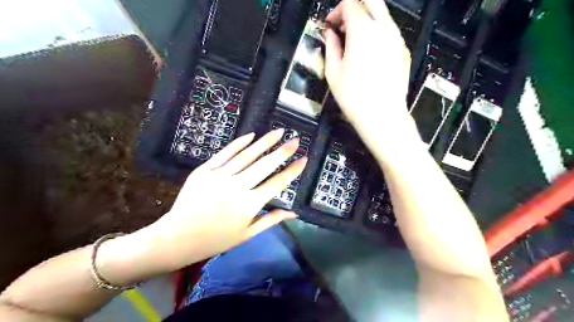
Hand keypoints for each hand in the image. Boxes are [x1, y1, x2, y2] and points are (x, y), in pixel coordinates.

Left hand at [153, 131, 304, 268]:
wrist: (178, 237)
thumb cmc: (216, 239)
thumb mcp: (247, 234)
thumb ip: (271, 220)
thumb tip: (294, 213)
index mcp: (250, 205)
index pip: (278, 183)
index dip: (293, 170)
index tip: (304, 159)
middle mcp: (238, 187)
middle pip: (265, 164)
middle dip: (283, 151)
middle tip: (296, 139)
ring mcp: (220, 176)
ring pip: (247, 154)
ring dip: (265, 141)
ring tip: (279, 131)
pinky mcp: (205, 170)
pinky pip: (225, 153)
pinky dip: (239, 143)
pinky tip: (252, 135)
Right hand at [324, 0, 420, 159]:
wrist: (382, 116)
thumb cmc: (355, 97)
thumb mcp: (333, 72)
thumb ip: (331, 46)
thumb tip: (330, 33)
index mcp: (363, 31)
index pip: (349, 3)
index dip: (336, 11)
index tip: (330, 25)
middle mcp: (384, 28)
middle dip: (354, 7)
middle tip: (343, 25)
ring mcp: (397, 38)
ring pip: (382, 13)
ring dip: (366, 19)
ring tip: (354, 41)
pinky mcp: (404, 50)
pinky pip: (390, 30)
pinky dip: (378, 32)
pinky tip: (369, 53)